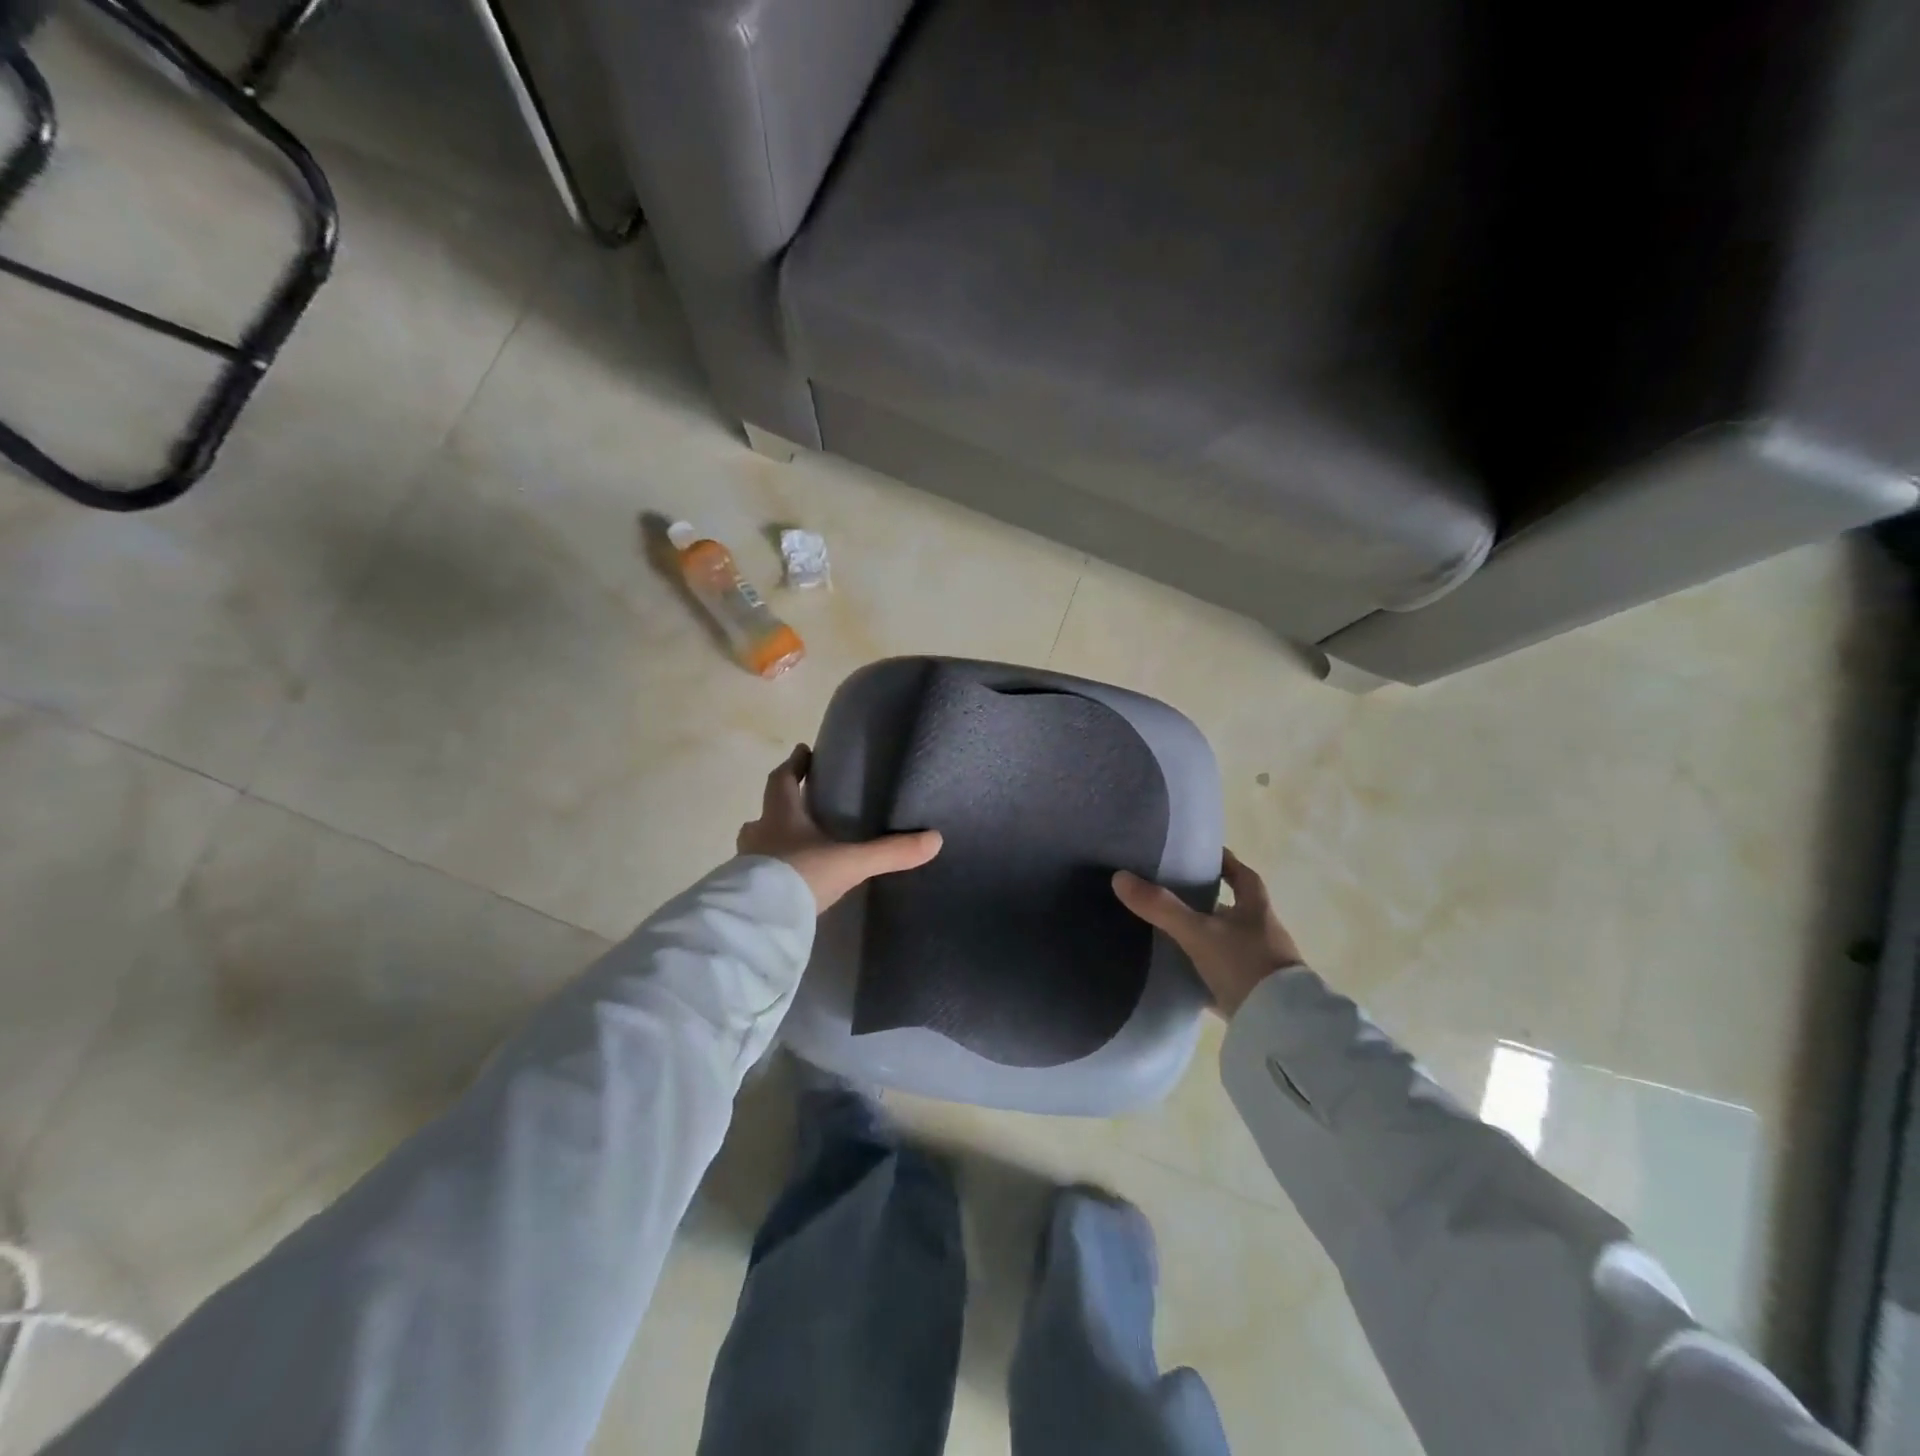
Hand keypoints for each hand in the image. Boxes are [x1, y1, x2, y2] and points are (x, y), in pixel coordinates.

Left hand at [738, 745, 943, 912]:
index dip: (794, 765)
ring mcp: (746, 864)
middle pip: (765, 812)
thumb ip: (890, 851)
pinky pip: (755, 874)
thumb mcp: (851, 862)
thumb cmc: (801, 876)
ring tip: (791, 846)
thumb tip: (935, 839)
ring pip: (757, 843)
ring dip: (771, 840)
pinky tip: (783, 882)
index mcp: (782, 817)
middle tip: (799, 804)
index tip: (802, 751)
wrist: (760, 921)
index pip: (782, 780)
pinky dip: (768, 872)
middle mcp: (759, 834)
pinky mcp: (743, 892)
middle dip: (780, 806)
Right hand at [1112, 849, 1301, 1016]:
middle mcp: (1261, 932)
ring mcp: (1259, 964)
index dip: (1225, 862)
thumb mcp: (1198, 932)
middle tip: (1172, 892)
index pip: (1242, 875)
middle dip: (1208, 900)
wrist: (1278, 1027)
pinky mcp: (1251, 993)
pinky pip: (1222, 974)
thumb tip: (1119, 877)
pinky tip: (1180, 972)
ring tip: (1168, 930)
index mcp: (1256, 909)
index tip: (1201, 855)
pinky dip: (1203, 970)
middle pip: (1233, 908)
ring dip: (1204, 935)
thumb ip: (1161, 907)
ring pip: (1226, 941)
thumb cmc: (1245, 965)